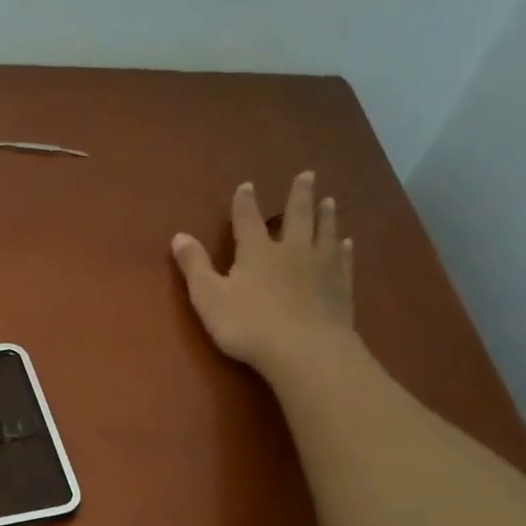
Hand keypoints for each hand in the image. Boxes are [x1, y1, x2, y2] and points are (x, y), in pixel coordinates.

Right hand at [171, 171, 353, 375]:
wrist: (305, 351)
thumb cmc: (248, 325)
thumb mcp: (209, 297)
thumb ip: (195, 266)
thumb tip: (179, 236)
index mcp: (256, 252)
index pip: (248, 219)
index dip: (245, 202)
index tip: (247, 185)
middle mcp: (291, 250)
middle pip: (296, 216)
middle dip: (299, 195)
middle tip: (307, 175)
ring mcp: (321, 267)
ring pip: (325, 232)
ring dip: (326, 215)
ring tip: (329, 200)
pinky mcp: (340, 287)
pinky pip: (342, 260)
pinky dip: (343, 249)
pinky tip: (347, 243)